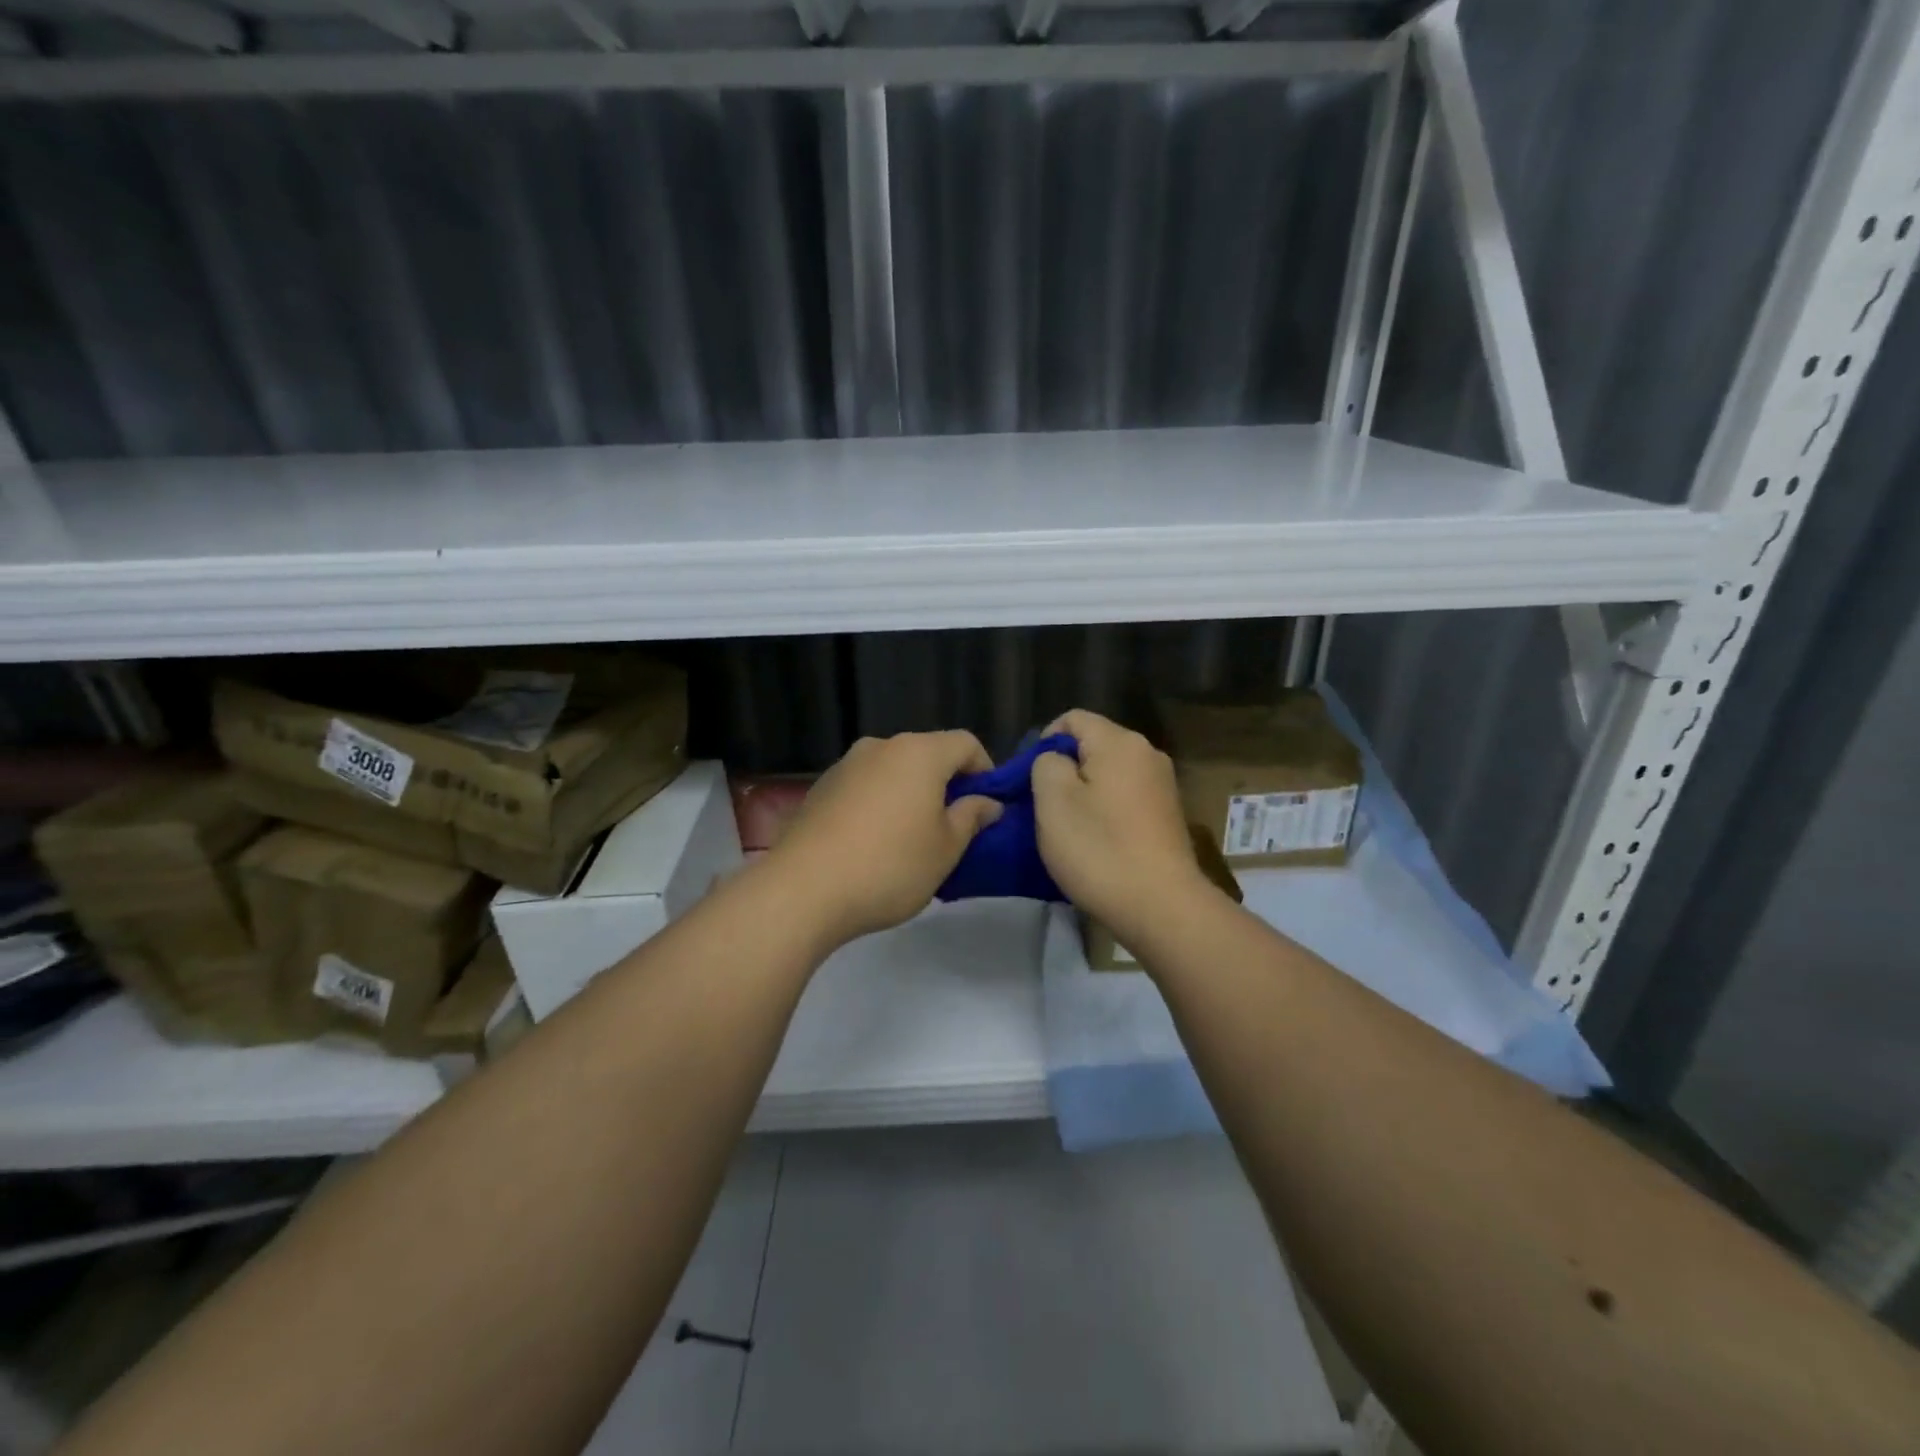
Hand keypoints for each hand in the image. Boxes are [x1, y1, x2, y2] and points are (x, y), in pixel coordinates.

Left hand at [765, 731, 1003, 945]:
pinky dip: (879, 803)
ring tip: (911, 838)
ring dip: (910, 794)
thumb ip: (970, 818)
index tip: (986, 806)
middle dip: (945, 783)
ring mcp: (845, 765)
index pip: (965, 743)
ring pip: (892, 770)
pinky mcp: (820, 788)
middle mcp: (881, 746)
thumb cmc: (890, 866)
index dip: (985, 770)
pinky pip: (864, 786)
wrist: (804, 889)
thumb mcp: (946, 849)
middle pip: (927, 754)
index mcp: (919, 753)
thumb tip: (986, 802)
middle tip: (952, 827)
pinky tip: (873, 843)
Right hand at [1031, 709, 1211, 935]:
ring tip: (1069, 826)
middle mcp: (1147, 753)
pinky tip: (1097, 840)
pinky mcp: (1167, 814)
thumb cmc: (1099, 849)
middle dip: (1064, 768)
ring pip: (1109, 773)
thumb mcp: (1053, 801)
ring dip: (1084, 792)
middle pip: (1093, 744)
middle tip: (1044, 806)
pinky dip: (1106, 809)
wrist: (1161, 907)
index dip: (1043, 742)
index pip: (1072, 719)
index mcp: (1120, 742)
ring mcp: (1162, 785)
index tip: (1031, 780)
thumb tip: (1056, 760)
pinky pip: (1125, 796)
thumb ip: (1046, 764)